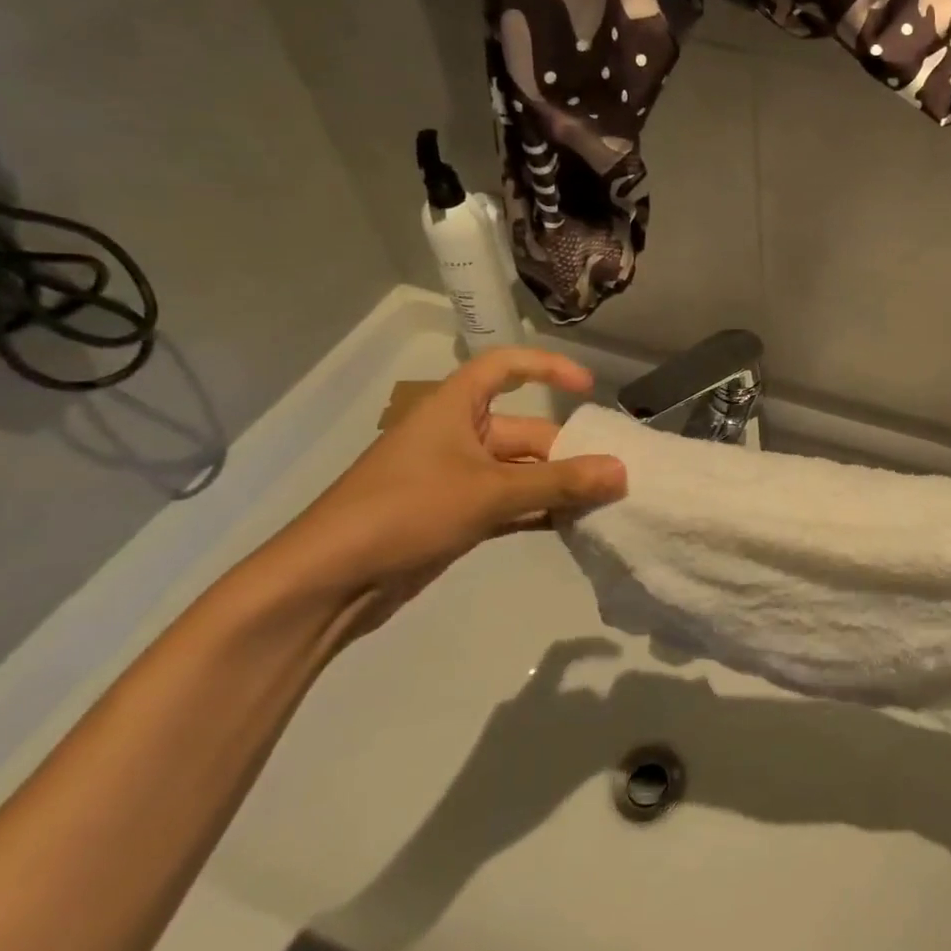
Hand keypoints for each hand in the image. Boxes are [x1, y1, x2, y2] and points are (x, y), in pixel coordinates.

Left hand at [251, 349, 625, 633]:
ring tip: (606, 503)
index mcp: (454, 408)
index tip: (589, 389)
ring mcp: (456, 479)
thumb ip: (559, 482)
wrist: (329, 582)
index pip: (505, 367)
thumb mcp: (489, 491)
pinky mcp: (456, 516)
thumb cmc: (406, 511)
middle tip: (615, 477)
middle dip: (568, 453)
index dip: (548, 368)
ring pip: (522, 473)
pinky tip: (574, 526)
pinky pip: (510, 504)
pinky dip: (539, 512)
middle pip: (526, 432)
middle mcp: (458, 436)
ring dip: (558, 487)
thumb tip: (622, 472)